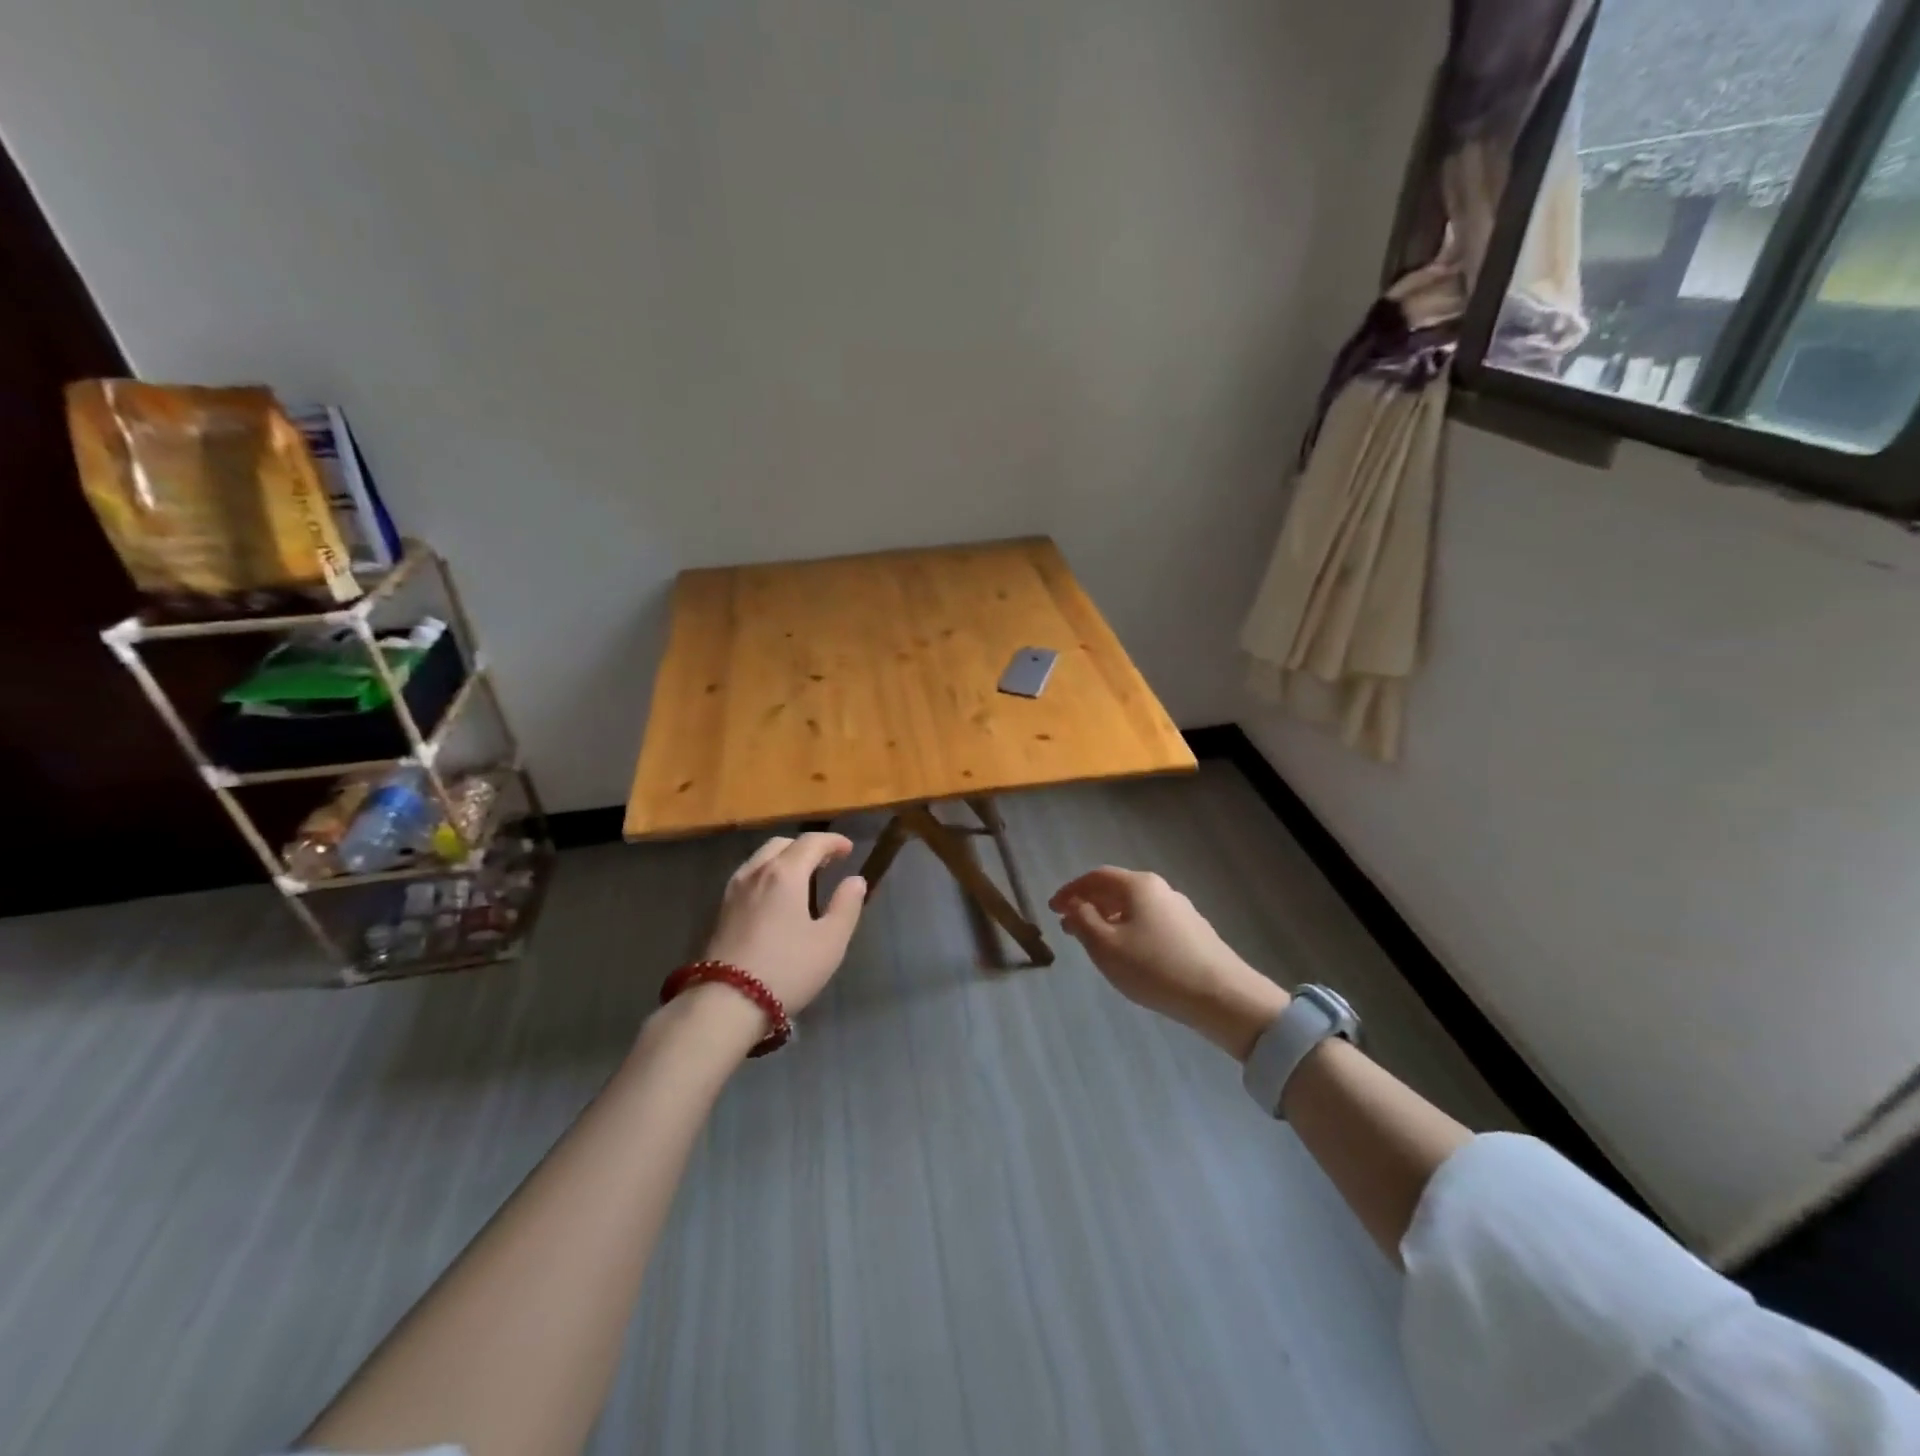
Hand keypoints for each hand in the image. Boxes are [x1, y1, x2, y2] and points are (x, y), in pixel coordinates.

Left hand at [701, 832, 866, 1015]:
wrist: (726, 1003)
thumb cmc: (787, 969)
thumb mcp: (830, 941)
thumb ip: (847, 906)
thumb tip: (855, 881)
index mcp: (785, 873)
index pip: (811, 842)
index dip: (833, 841)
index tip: (848, 850)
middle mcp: (756, 872)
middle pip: (782, 844)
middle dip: (806, 847)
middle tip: (826, 862)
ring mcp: (734, 890)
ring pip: (761, 859)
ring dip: (784, 859)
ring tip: (802, 879)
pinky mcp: (721, 910)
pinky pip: (748, 877)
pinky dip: (767, 875)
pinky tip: (775, 899)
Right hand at [1049, 867, 1287, 1060]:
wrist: (1222, 996)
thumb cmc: (1155, 968)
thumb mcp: (1106, 946)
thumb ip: (1083, 921)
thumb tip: (1074, 906)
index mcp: (1138, 885)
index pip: (1096, 877)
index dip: (1070, 890)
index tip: (1053, 909)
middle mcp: (1161, 889)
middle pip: (1117, 889)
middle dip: (1089, 905)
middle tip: (1069, 926)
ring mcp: (1181, 910)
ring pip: (1135, 907)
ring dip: (1109, 919)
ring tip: (1095, 943)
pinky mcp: (1194, 933)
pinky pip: (1151, 922)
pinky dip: (1130, 930)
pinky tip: (1129, 954)